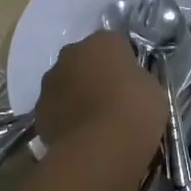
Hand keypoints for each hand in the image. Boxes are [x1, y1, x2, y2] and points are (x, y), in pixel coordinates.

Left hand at [35, 31, 165, 165]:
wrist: (100, 148)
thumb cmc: (135, 111)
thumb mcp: (153, 89)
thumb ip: (136, 79)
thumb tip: (128, 84)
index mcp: (103, 41)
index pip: (115, 44)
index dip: (124, 64)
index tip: (132, 84)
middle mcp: (71, 53)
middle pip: (84, 60)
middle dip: (94, 75)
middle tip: (112, 101)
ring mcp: (50, 82)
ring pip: (65, 84)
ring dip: (76, 96)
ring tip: (95, 123)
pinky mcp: (38, 111)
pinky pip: (55, 110)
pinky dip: (64, 119)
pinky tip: (80, 137)